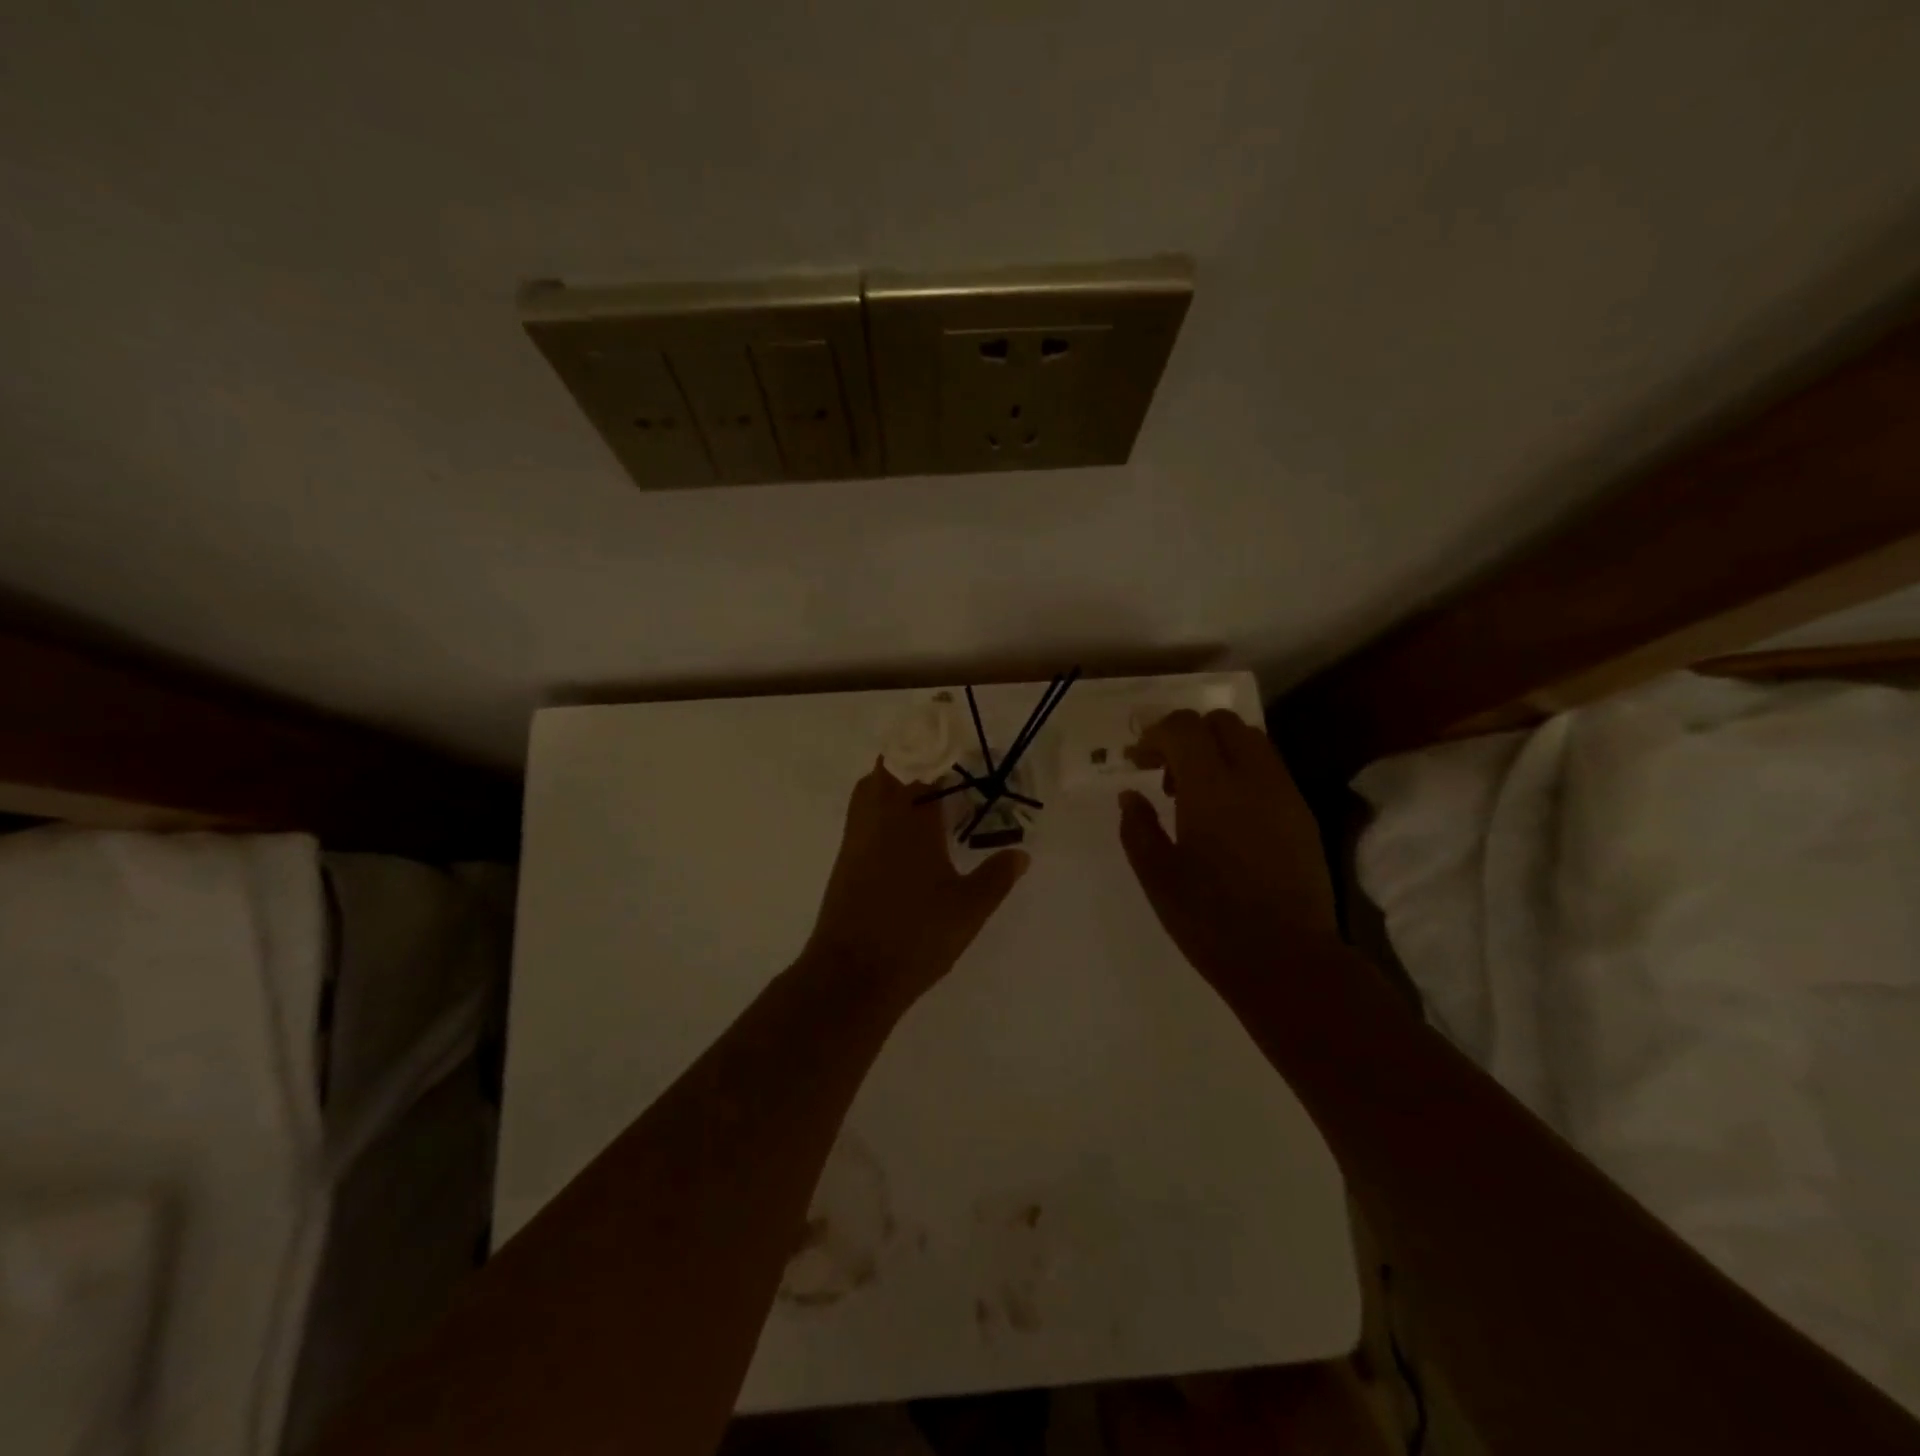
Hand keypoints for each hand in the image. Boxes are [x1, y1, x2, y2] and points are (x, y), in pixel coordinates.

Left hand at [805, 759, 1029, 1007]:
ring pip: (870, 789)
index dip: (940, 752)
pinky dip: (881, 807)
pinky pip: (862, 814)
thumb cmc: (915, 936)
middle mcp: (878, 818)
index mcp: (910, 819)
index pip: (921, 765)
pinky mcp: (845, 859)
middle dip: (914, 759)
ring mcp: (857, 838)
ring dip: (893, 781)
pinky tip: (905, 832)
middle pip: (888, 767)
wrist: (850, 975)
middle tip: (947, 770)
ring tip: (927, 794)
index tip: (963, 750)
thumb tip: (1021, 853)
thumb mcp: (968, 909)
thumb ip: (996, 876)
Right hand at [1118, 710, 1338, 985]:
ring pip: (1251, 741)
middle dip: (1188, 734)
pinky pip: (1269, 770)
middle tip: (1166, 772)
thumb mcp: (1157, 876)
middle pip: (1222, 722)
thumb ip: (1137, 827)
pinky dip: (1242, 771)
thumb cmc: (1210, 920)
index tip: (1138, 761)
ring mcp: (1285, 794)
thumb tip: (1130, 795)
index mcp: (1211, 788)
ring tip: (1196, 793)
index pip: (1184, 727)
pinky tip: (1227, 815)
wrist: (1287, 960)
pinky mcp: (1303, 814)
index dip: (1156, 735)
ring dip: (1217, 750)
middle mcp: (1253, 778)